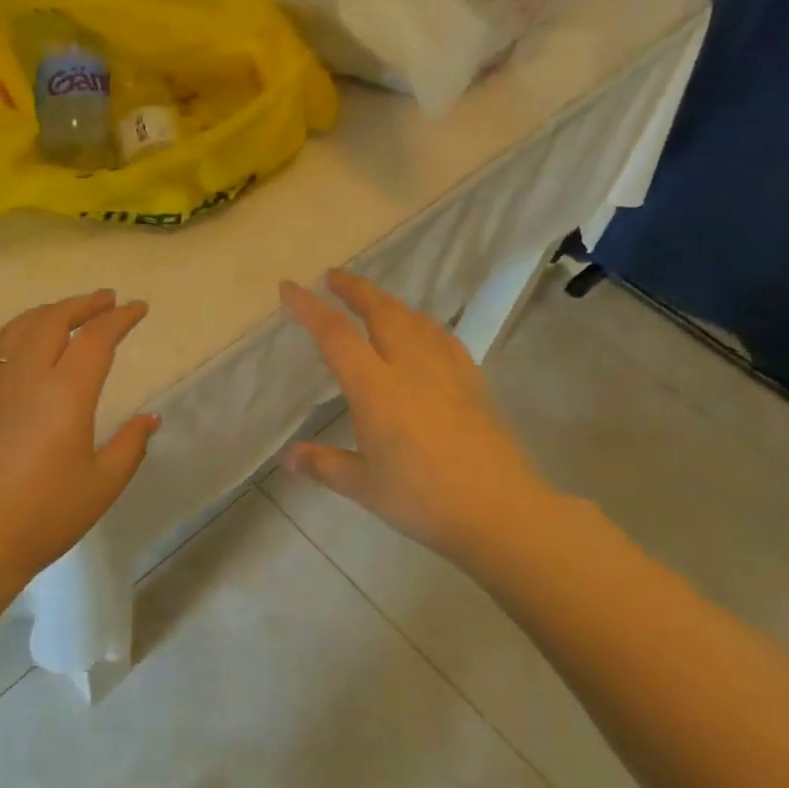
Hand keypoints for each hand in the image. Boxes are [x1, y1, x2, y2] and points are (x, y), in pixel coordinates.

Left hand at [0, 290, 159, 587]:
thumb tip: (150, 417)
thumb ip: (130, 445)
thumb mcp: (101, 485)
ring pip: (19, 327)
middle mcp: (26, 375)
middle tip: (105, 300)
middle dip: (83, 304)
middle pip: (54, 319)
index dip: (120, 318)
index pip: (97, 338)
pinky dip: (17, 334)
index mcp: (65, 392)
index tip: (138, 308)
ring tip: (68, 313)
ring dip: (49, 312)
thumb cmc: (43, 516)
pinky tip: (22, 346)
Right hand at [280, 271, 560, 567]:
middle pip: (380, 311)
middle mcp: (409, 367)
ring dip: (388, 301)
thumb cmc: (423, 500)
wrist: (500, 511)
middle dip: (355, 289)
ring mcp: (446, 371)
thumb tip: (288, 456)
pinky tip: (422, 329)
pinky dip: (423, 323)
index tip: (290, 287)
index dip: (309, 308)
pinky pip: (442, 337)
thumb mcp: (364, 487)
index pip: (335, 335)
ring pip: (413, 319)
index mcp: (376, 388)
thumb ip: (324, 464)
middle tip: (334, 276)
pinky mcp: (473, 382)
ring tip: (373, 298)